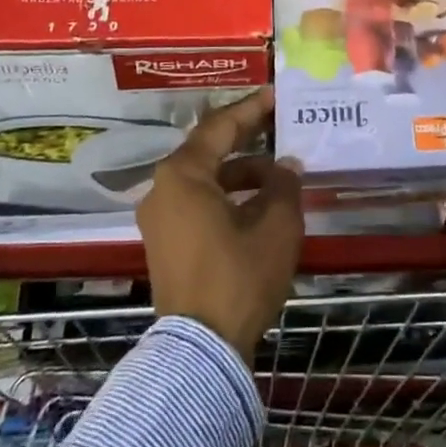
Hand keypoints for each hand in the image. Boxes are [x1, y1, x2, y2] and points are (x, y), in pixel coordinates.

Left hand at [138, 88, 301, 361]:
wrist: (200, 351)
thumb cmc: (238, 277)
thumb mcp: (276, 226)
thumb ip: (284, 185)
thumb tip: (285, 165)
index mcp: (183, 175)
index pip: (220, 127)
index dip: (251, 109)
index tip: (275, 94)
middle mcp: (163, 188)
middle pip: (209, 150)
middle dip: (246, 137)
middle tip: (279, 124)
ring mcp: (160, 218)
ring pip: (205, 179)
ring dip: (241, 173)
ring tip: (279, 173)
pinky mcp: (165, 243)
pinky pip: (198, 202)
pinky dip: (227, 196)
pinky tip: (258, 204)